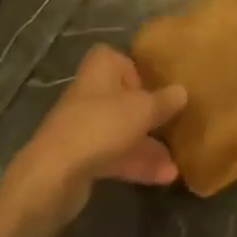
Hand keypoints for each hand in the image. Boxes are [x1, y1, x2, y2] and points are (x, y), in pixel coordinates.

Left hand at [4, 46, 187, 223]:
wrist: (54, 175)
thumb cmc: (101, 125)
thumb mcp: (143, 109)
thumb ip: (164, 100)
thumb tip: (182, 91)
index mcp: (99, 70)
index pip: (115, 58)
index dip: (135, 69)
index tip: (155, 84)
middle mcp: (90, 94)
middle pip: (122, 97)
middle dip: (148, 112)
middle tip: (173, 121)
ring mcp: (84, 128)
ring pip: (121, 130)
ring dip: (148, 145)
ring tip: (177, 162)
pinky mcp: (81, 158)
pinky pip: (115, 155)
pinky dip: (137, 164)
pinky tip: (165, 177)